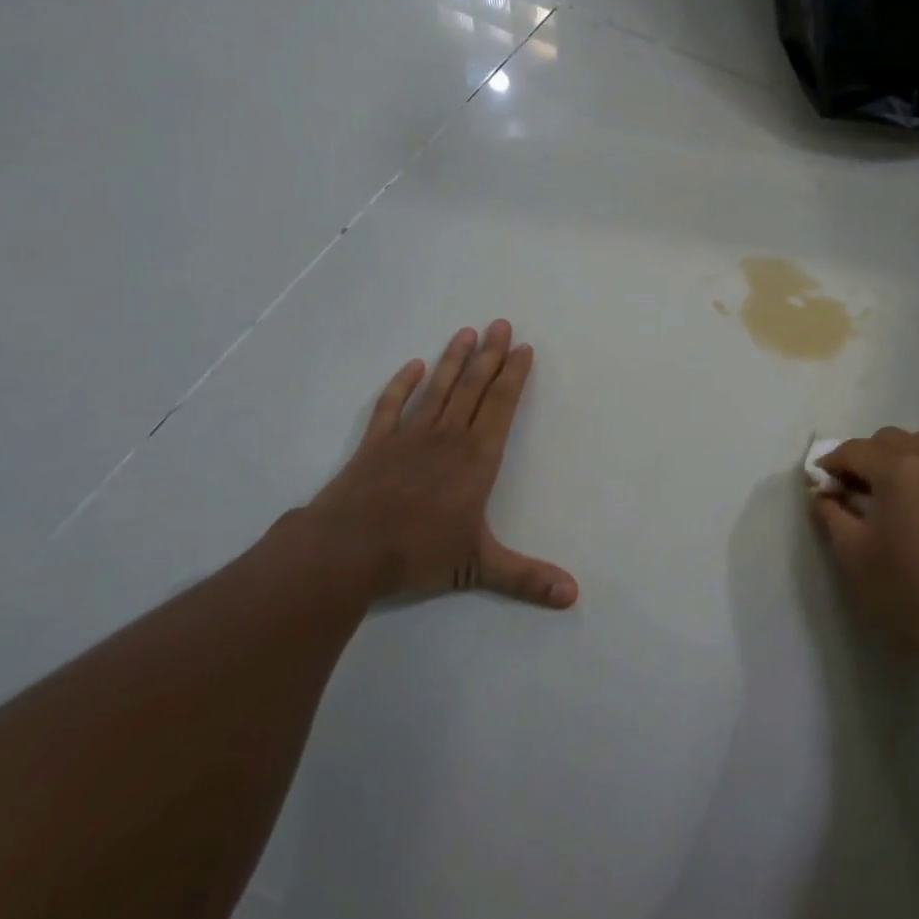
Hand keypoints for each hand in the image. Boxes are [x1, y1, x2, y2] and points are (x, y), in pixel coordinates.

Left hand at [303, 320, 577, 608]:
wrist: (344, 551)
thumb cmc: (417, 553)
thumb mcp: (478, 568)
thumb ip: (527, 578)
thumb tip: (574, 595)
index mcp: (475, 458)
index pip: (500, 406)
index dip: (513, 376)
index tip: (523, 348)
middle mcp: (446, 437)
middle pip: (472, 387)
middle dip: (489, 355)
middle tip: (501, 323)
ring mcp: (407, 436)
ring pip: (436, 389)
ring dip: (452, 359)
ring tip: (466, 332)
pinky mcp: (374, 444)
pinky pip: (391, 406)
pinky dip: (401, 384)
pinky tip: (412, 366)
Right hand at [809, 427, 918, 682]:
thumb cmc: (907, 590)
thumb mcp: (853, 554)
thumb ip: (831, 513)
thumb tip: (822, 492)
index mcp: (899, 469)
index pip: (855, 449)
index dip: (831, 463)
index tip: (819, 484)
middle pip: (889, 439)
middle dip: (864, 456)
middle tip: (850, 489)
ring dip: (898, 455)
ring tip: (887, 490)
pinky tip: (916, 507)